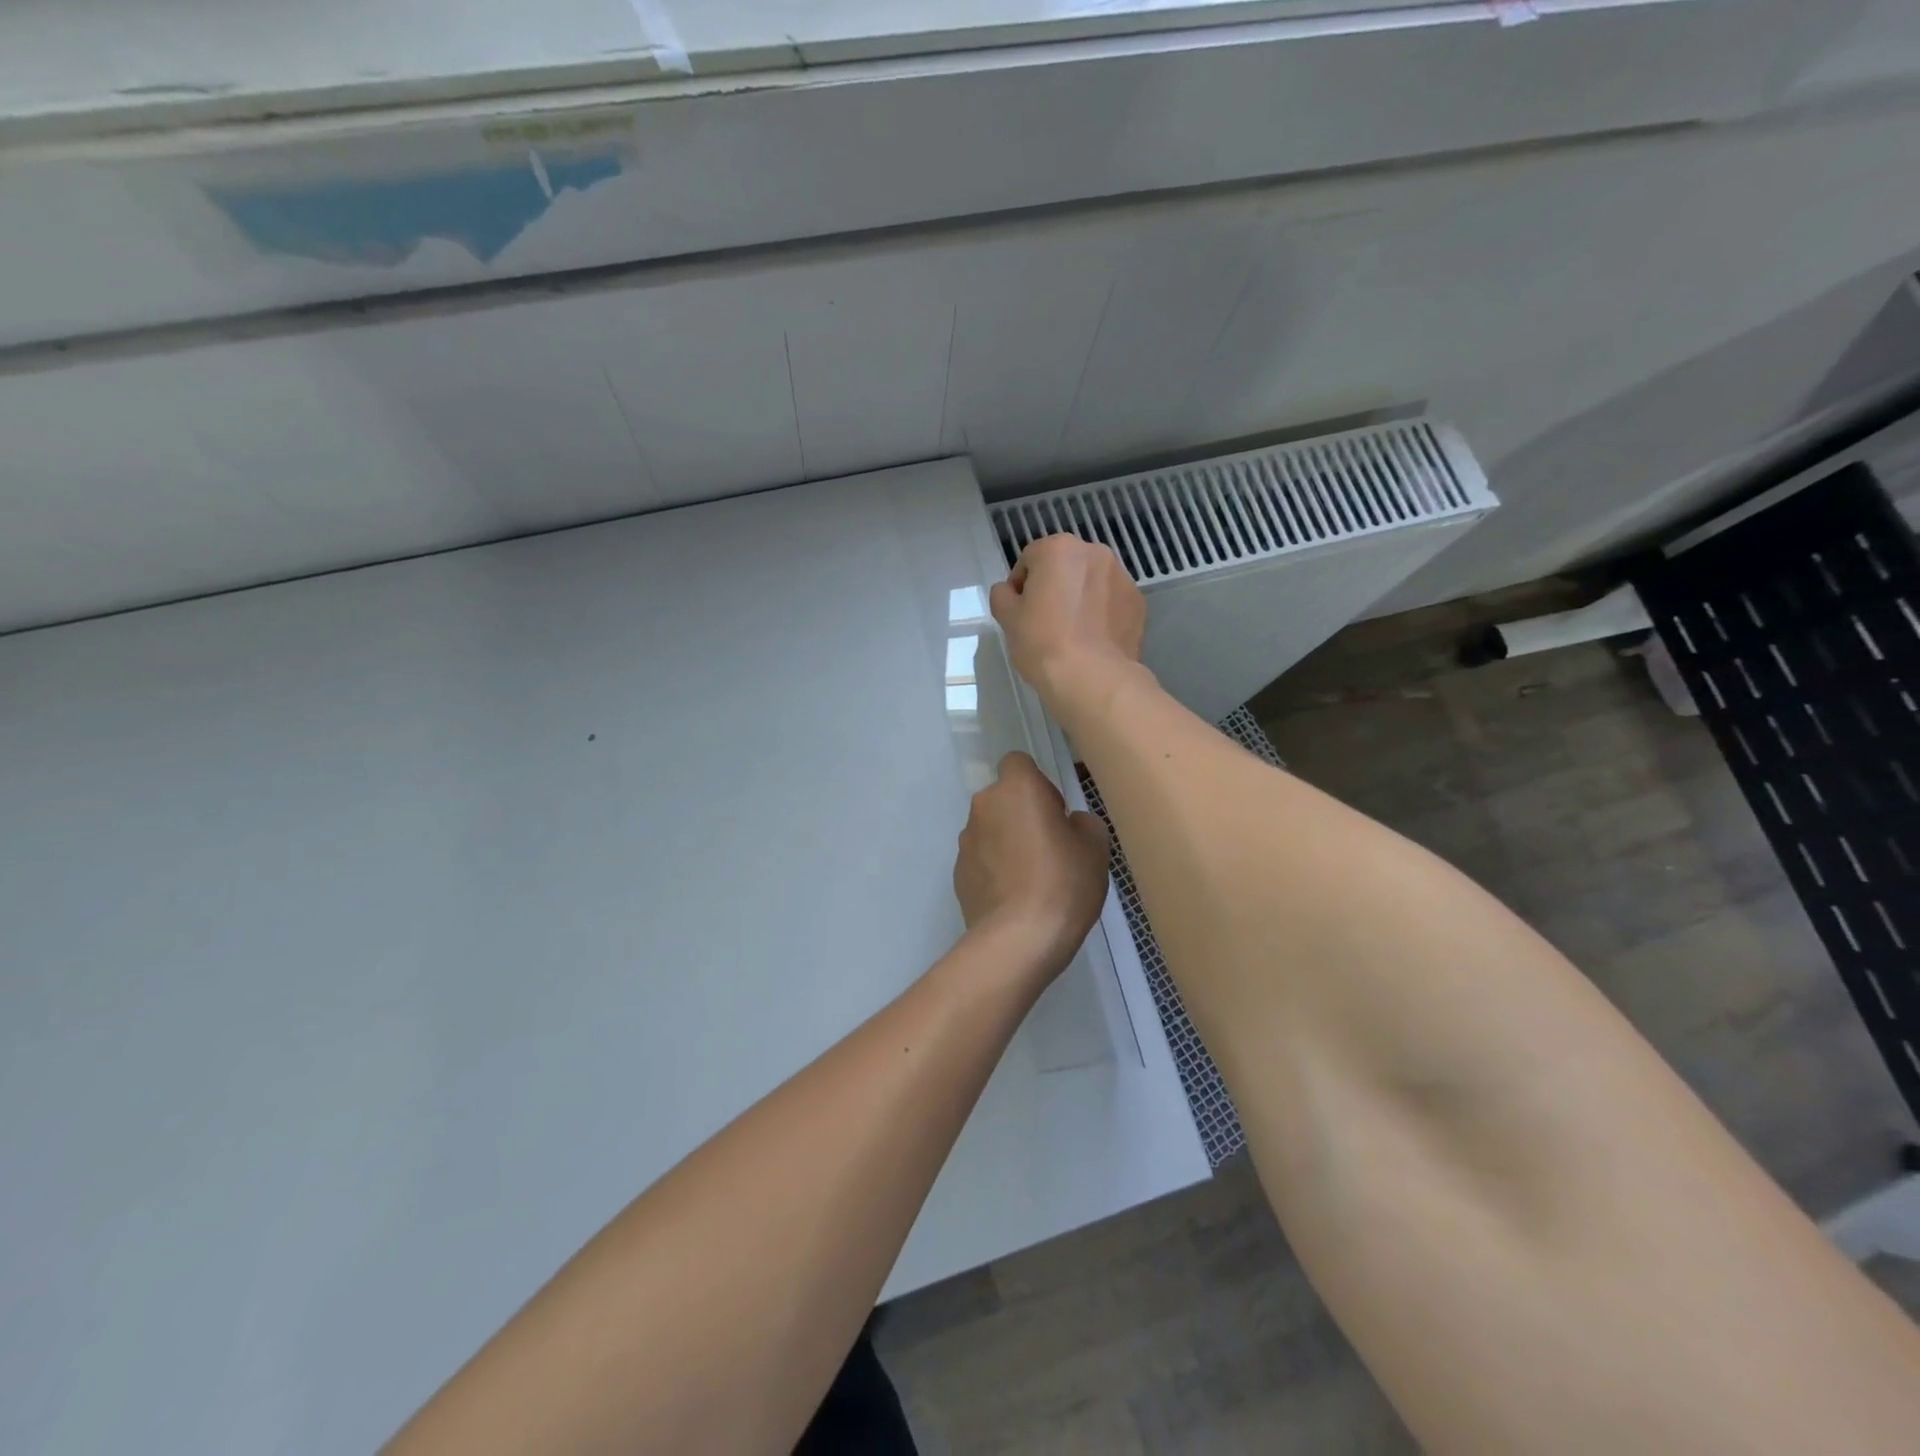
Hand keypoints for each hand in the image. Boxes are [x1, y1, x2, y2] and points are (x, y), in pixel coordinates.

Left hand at [953, 751, 1110, 984]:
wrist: (1019, 939)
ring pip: (991, 829)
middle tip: (1049, 847)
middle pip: (1003, 797)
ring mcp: (965, 840)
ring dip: (1007, 842)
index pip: (1019, 763)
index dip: (1038, 784)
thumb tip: (1067, 824)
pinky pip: (981, 859)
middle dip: (1022, 814)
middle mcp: (983, 805)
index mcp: (1016, 789)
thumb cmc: (1063, 882)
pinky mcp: (957, 873)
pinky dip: (995, 869)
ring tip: (1032, 879)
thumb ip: (1081, 822)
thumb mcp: (1095, 846)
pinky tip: (1014, 898)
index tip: (1056, 812)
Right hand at [988, 535, 1145, 714]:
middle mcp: (1094, 553)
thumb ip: (1003, 596)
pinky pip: (1111, 602)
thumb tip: (1009, 592)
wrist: (1092, 678)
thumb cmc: (1043, 642)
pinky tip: (1093, 640)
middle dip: (1054, 587)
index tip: (1019, 612)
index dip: (1020, 586)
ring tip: (1072, 632)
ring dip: (1080, 598)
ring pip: (1091, 583)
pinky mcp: (1137, 602)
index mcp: (1058, 549)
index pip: (1029, 560)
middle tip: (1045, 621)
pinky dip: (1102, 613)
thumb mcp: (1007, 619)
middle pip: (1064, 567)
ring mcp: (1121, 577)